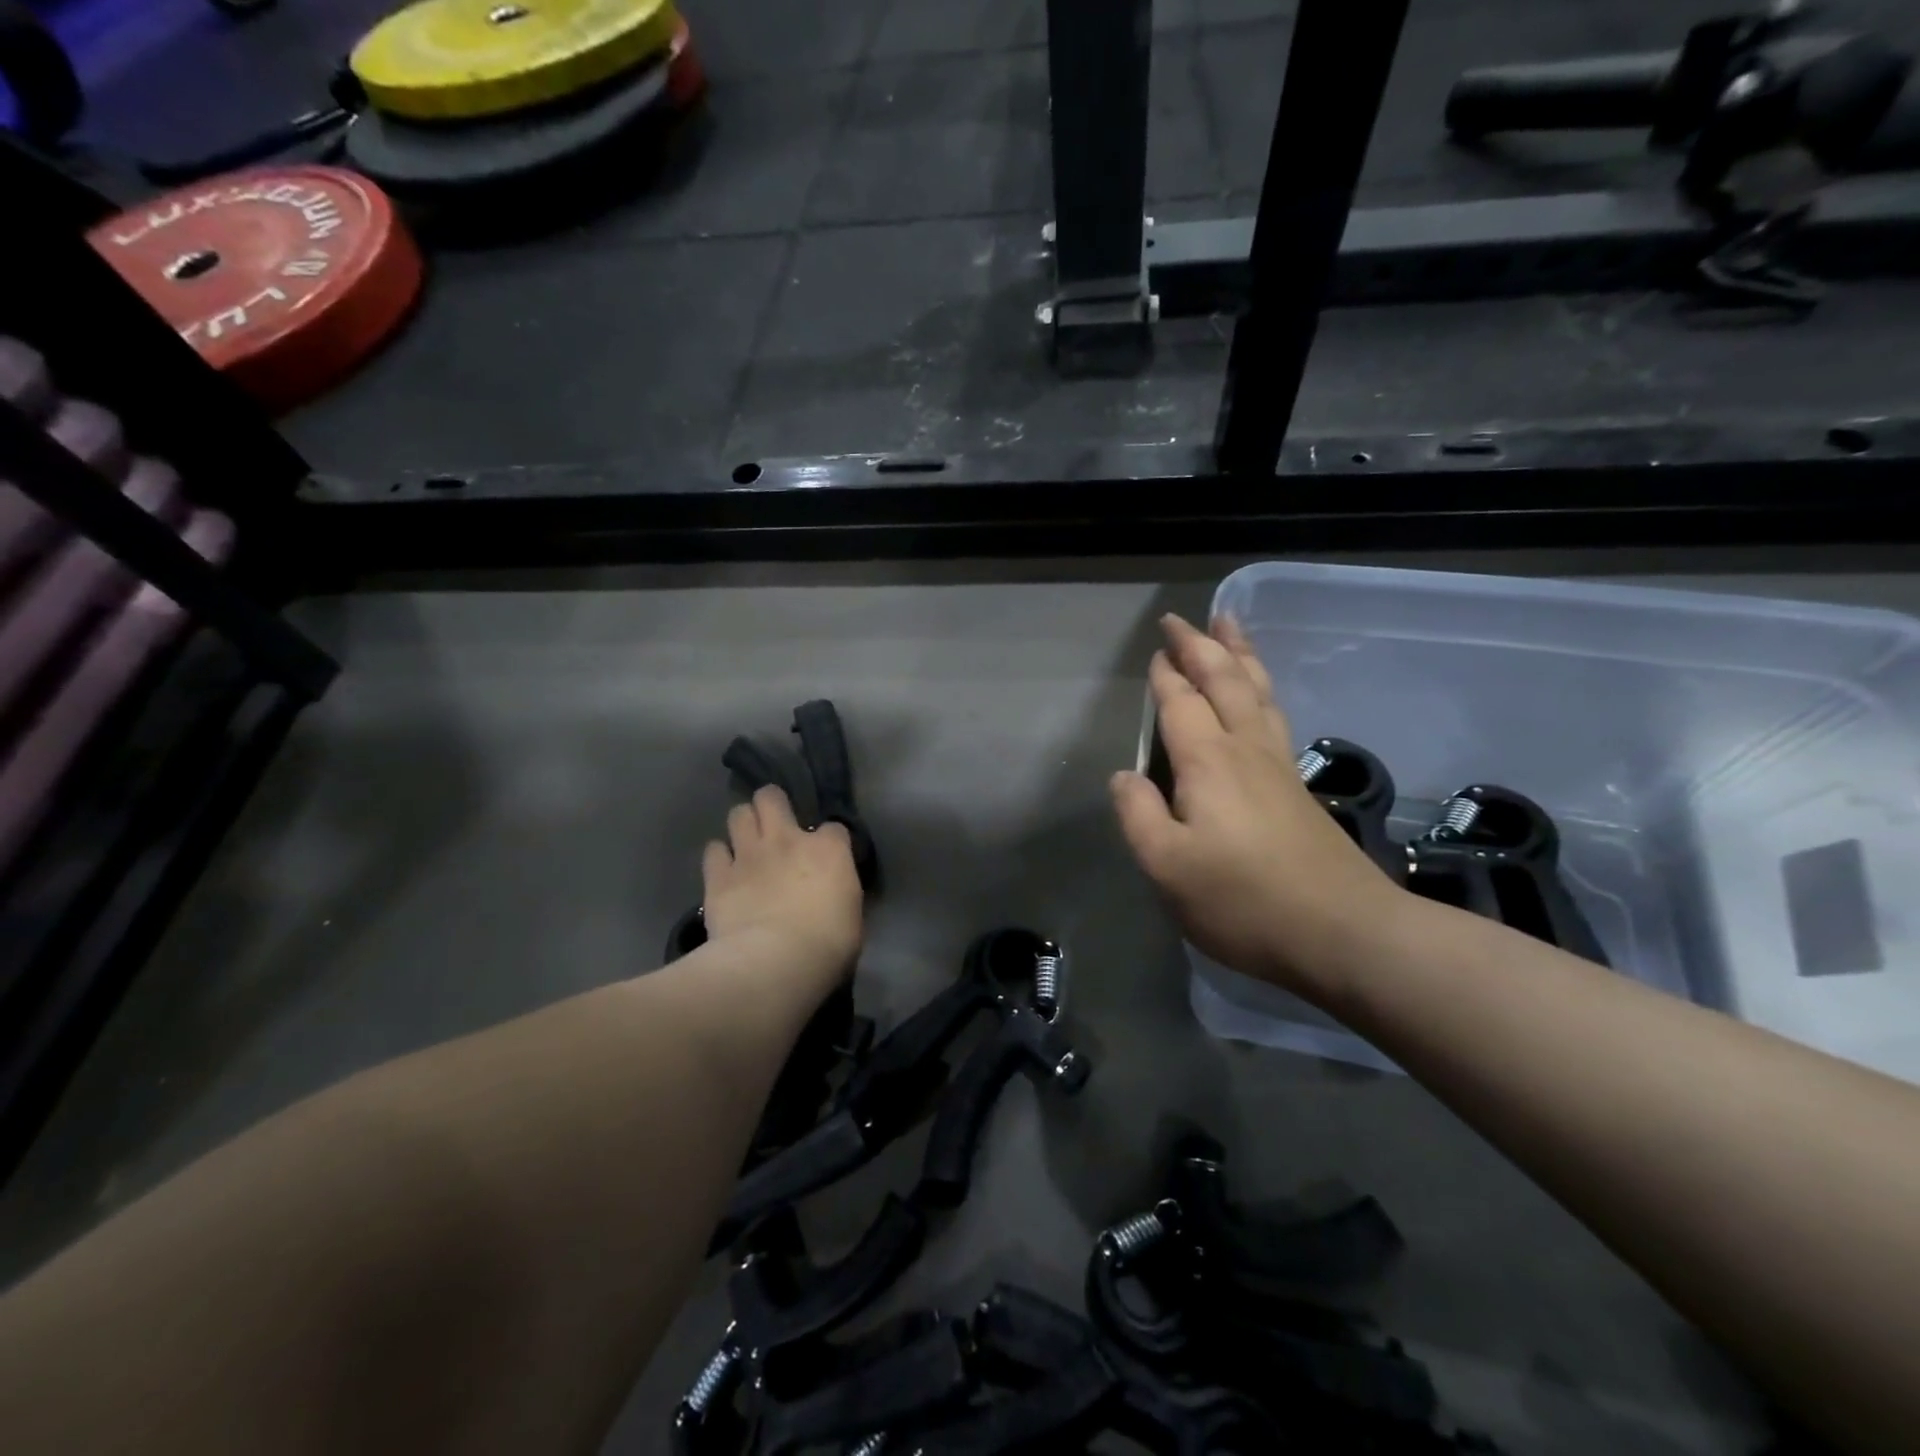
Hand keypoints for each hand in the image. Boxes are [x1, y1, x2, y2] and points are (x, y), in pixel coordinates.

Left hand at [702, 786, 863, 988]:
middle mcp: (787, 840)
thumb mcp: (852, 916)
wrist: (775, 962)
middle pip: (772, 798)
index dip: (829, 841)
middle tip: (774, 823)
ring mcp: (749, 854)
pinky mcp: (718, 876)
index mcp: (828, 850)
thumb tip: (832, 893)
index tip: (827, 858)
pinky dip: (719, 857)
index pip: (833, 828)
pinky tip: (723, 870)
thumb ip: (839, 892)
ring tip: (746, 842)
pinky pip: (713, 851)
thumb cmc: (828, 945)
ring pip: (738, 813)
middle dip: (771, 804)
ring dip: (743, 824)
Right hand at [1110, 614, 1406, 999]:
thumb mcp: (1167, 866)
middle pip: (1225, 681)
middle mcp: (1246, 750)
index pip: (1180, 703)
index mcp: (1208, 762)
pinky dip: (1261, 689)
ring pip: (1257, 692)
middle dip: (1202, 646)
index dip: (1166, 675)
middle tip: (1184, 618)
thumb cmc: (1243, 900)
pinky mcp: (1299, 788)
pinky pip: (1274, 715)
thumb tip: (1125, 777)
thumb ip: (1138, 815)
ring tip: (1230, 626)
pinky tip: (1261, 696)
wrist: (1343, 932)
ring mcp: (1279, 767)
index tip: (1157, 649)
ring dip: (1239, 656)